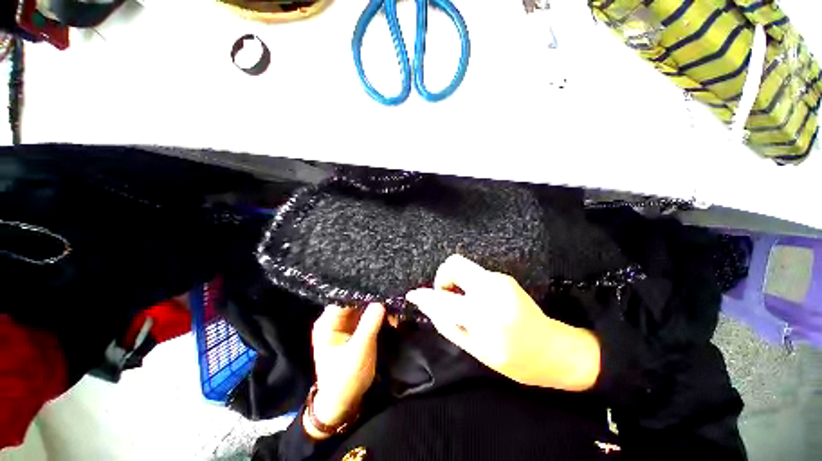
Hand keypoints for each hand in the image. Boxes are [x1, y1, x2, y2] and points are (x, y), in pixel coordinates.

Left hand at [306, 303, 384, 438]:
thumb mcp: (359, 352)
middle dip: (373, 299)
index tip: (381, 287)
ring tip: (394, 307)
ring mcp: (345, 324)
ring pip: (363, 308)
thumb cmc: (345, 380)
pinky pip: (367, 316)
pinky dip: (379, 316)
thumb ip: (369, 325)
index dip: (362, 291)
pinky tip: (391, 317)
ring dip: (378, 308)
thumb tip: (380, 302)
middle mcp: (335, 320)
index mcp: (328, 323)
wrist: (342, 404)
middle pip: (355, 301)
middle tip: (392, 297)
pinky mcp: (354, 330)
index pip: (345, 298)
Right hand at [406, 254, 600, 390]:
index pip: (443, 298)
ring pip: (463, 266)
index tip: (413, 295)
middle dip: (443, 278)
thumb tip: (425, 304)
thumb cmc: (514, 359)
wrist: (554, 349)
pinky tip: (476, 301)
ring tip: (463, 303)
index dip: (425, 296)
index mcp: (484, 314)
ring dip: (455, 282)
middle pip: (454, 263)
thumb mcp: (476, 349)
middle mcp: (491, 288)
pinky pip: (474, 273)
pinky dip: (467, 284)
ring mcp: (499, 279)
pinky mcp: (503, 276)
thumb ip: (446, 323)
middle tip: (447, 298)